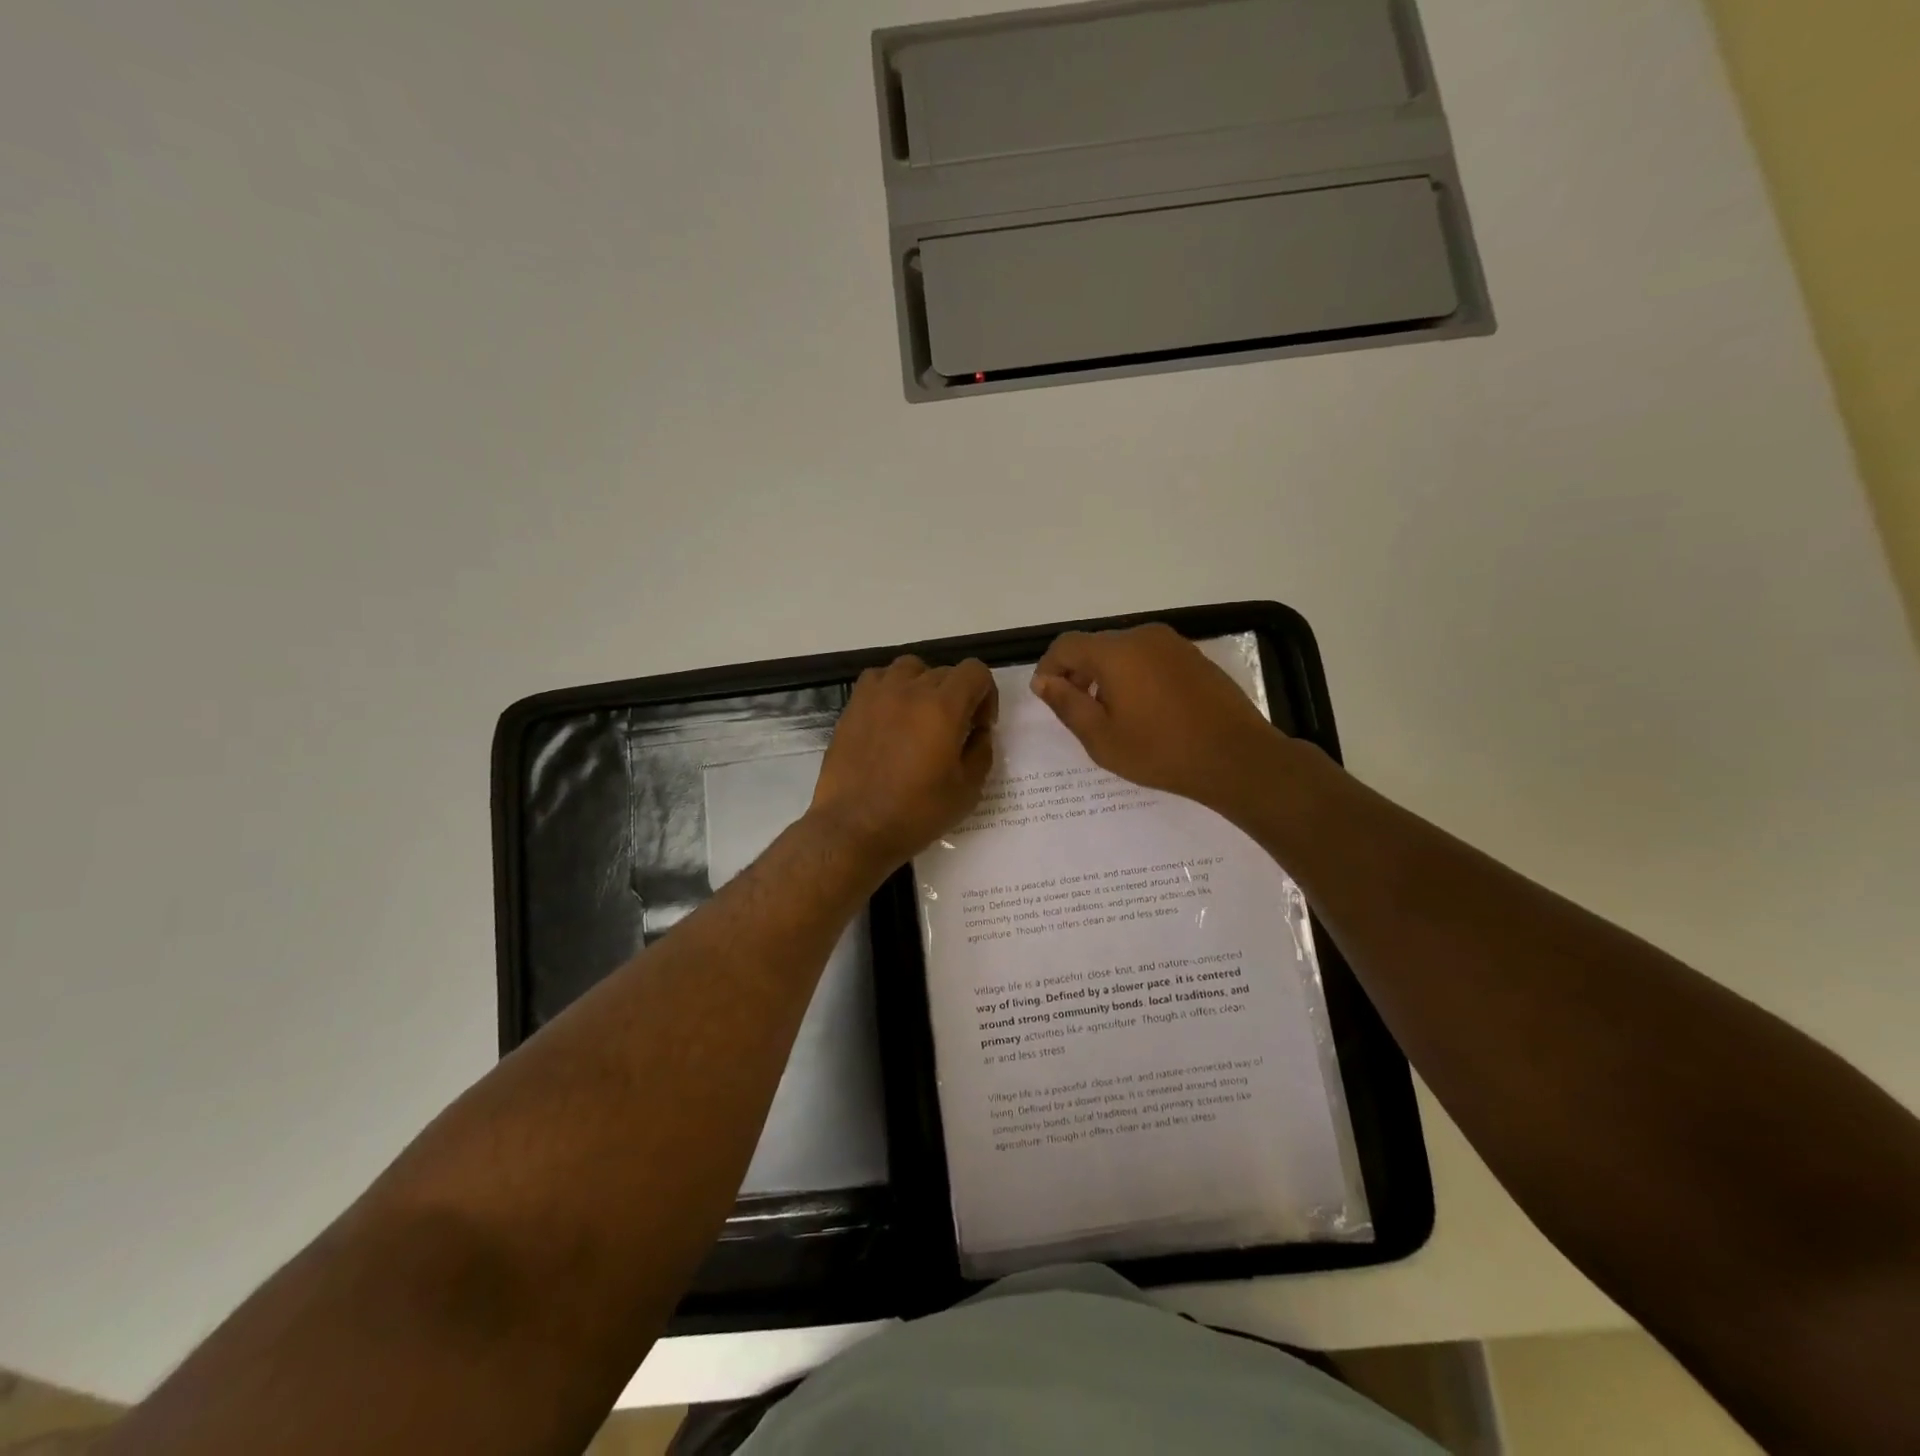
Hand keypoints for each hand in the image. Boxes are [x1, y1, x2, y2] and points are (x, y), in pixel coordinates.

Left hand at [809, 655, 997, 869]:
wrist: (854, 828)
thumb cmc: (916, 814)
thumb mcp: (967, 790)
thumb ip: (981, 752)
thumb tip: (979, 732)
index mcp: (943, 707)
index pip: (975, 672)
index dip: (986, 695)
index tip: (979, 726)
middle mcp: (910, 690)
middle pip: (945, 672)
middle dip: (958, 696)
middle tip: (954, 732)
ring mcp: (877, 695)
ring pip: (910, 668)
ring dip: (923, 686)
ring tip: (920, 718)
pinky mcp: (853, 707)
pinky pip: (878, 679)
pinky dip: (891, 689)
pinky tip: (891, 718)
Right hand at [1031, 624, 1283, 812]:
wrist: (1236, 758)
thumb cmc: (1160, 751)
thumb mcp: (1101, 737)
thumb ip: (1067, 704)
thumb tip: (1044, 681)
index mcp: (1116, 652)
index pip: (1066, 645)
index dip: (1049, 667)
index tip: (1047, 696)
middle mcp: (1143, 636)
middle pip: (1096, 646)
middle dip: (1078, 673)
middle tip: (1078, 711)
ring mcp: (1173, 644)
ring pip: (1124, 651)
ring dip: (1107, 675)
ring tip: (1112, 714)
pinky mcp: (1194, 657)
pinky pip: (1150, 658)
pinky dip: (1135, 675)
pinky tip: (1145, 710)